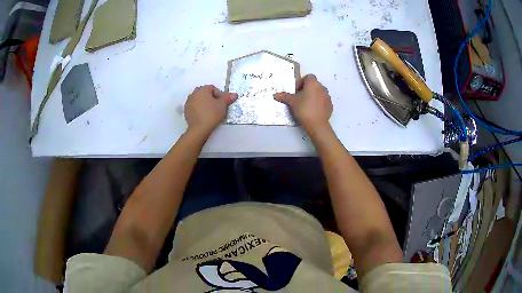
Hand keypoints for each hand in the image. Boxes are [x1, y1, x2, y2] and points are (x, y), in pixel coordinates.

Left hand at [184, 85, 237, 135]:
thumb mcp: (223, 105)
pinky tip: (204, 115)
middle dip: (211, 97)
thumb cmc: (212, 114)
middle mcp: (193, 94)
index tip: (222, 102)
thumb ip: (228, 98)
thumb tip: (234, 94)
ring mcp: (188, 102)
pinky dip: (199, 109)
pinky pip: (194, 106)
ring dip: (204, 103)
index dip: (219, 94)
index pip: (212, 88)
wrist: (199, 129)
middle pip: (204, 93)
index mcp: (202, 90)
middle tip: (217, 106)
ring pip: (198, 99)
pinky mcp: (186, 111)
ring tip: (210, 111)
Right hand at [274, 74, 332, 132]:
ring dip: (313, 96)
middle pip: (314, 84)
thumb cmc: (304, 109)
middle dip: (306, 89)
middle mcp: (322, 88)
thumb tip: (276, 95)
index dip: (301, 82)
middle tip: (299, 98)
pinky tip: (312, 111)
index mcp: (313, 83)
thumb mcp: (292, 102)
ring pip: (319, 93)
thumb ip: (284, 96)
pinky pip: (323, 101)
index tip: (296, 91)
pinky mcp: (330, 105)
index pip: (308, 77)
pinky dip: (318, 103)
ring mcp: (327, 97)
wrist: (317, 124)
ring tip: (306, 105)